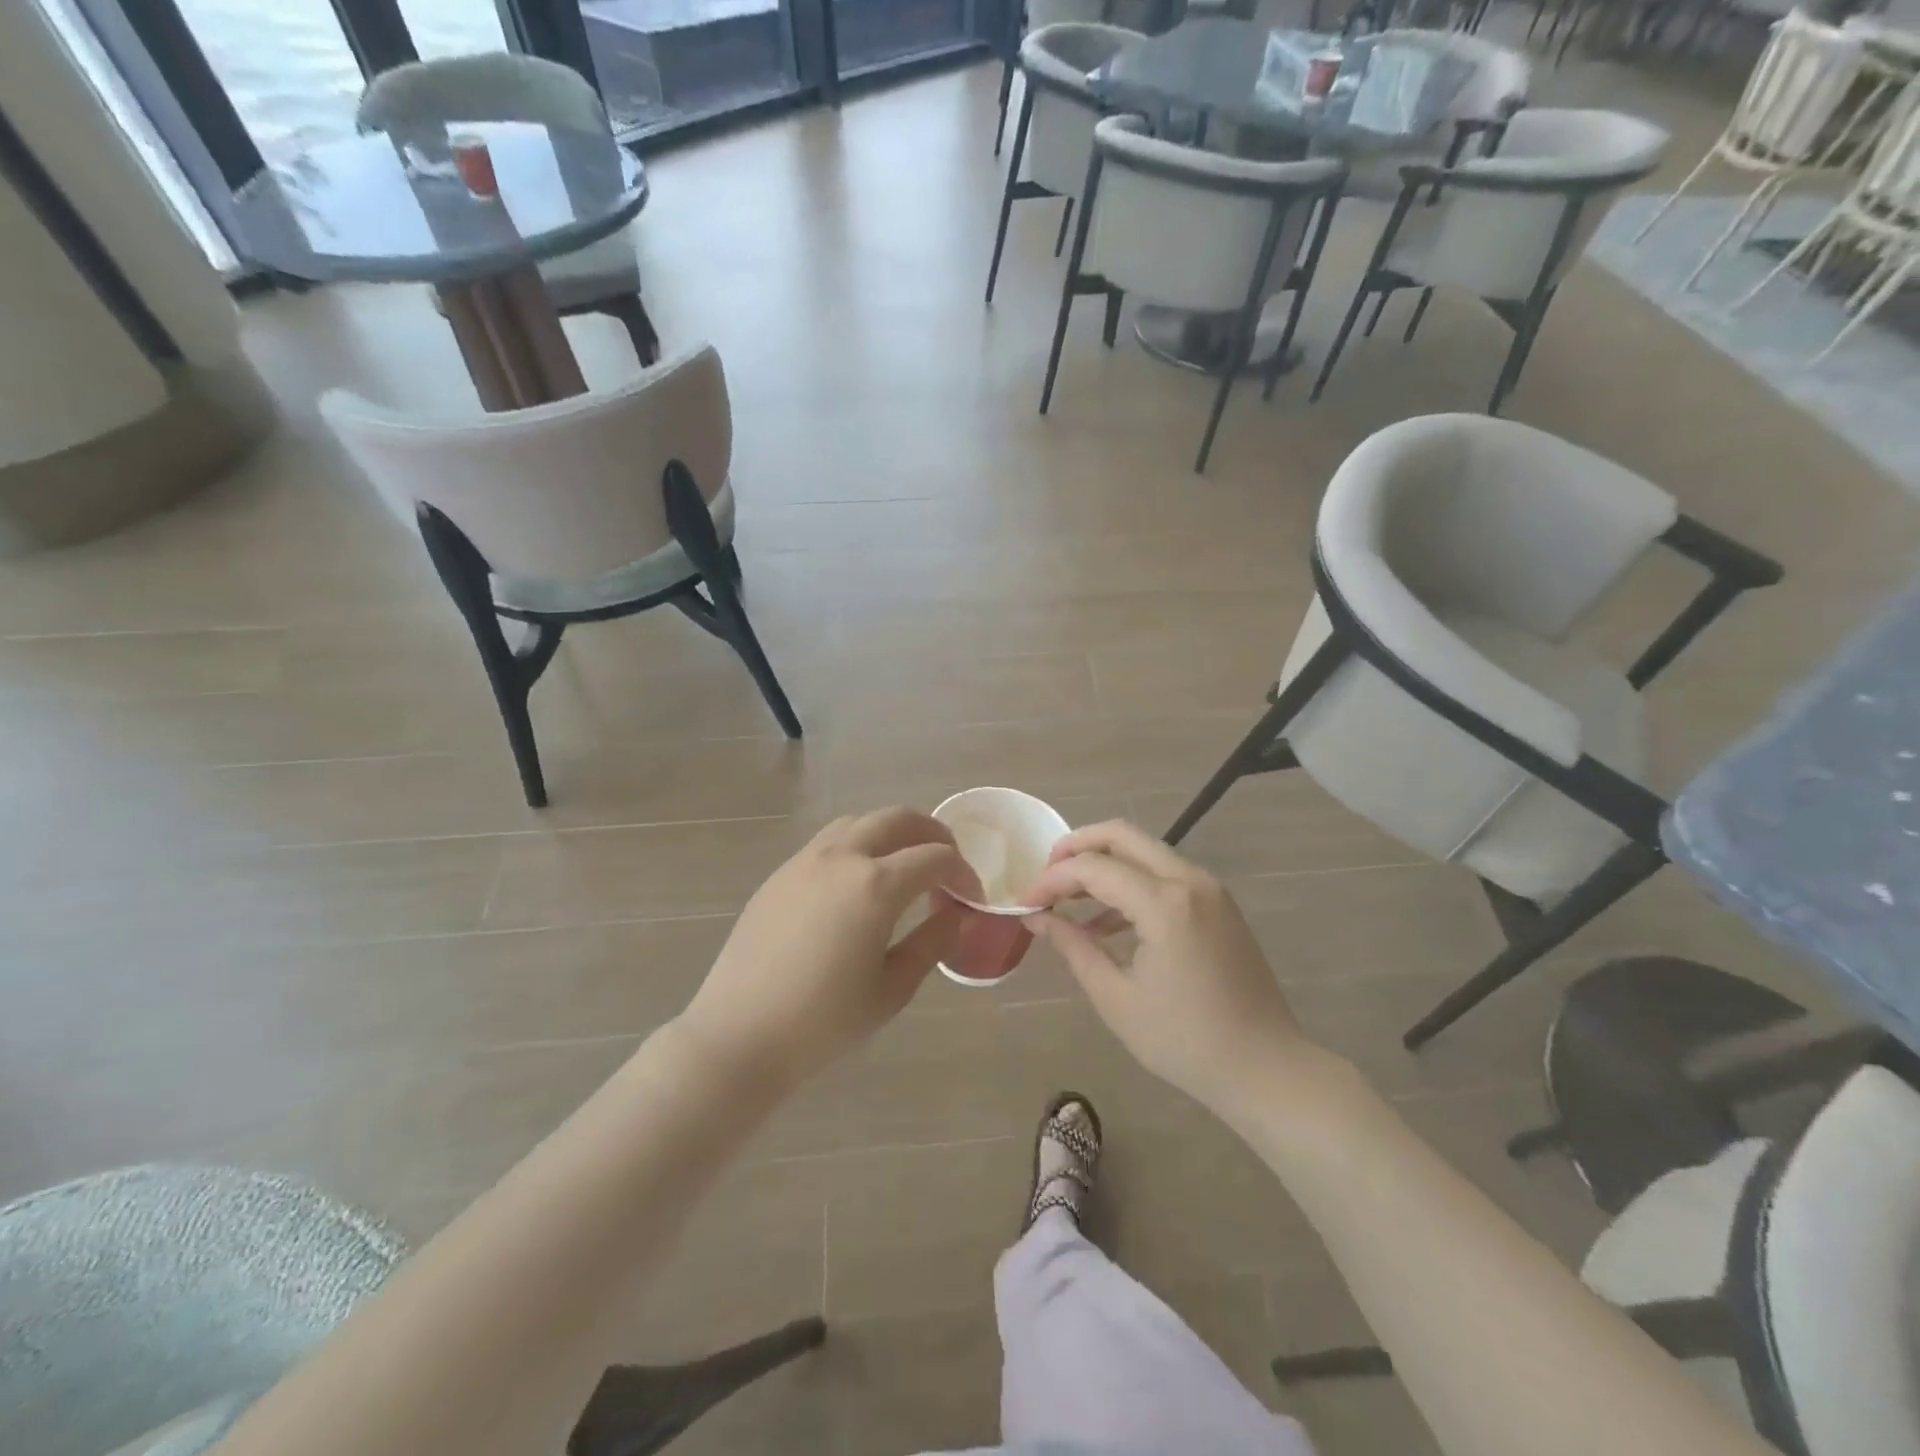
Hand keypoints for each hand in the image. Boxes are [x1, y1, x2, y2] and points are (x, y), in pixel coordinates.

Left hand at [678, 809, 982, 1091]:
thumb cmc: (823, 1023)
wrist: (739, 1036)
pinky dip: (858, 845)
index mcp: (875, 885)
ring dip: (892, 833)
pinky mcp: (780, 874)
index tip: (972, 896)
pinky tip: (858, 883)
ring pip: (859, 822)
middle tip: (947, 863)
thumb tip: (956, 914)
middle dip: (932, 834)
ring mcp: (805, 860)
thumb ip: (931, 943)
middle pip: (898, 819)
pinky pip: (829, 841)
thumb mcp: (892, 989)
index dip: (962, 872)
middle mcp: (841, 857)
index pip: (935, 857)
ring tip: (904, 866)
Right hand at [1023, 821, 1304, 1117]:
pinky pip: (1164, 875)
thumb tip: (1037, 918)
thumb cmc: (1185, 1042)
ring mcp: (1209, 889)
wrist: (1266, 1068)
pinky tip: (1105, 923)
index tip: (1024, 902)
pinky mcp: (1218, 904)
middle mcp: (1189, 880)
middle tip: (1045, 876)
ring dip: (1103, 864)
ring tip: (1067, 898)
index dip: (1052, 879)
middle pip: (1121, 835)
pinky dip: (1130, 883)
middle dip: (1076, 847)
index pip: (1093, 867)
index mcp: (1165, 903)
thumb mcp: (1116, 998)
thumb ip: (1073, 947)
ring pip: (1144, 851)